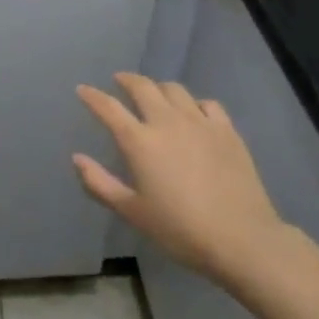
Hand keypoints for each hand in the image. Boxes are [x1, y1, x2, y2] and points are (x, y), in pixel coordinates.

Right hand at [74, 73, 297, 288]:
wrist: (242, 239)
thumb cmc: (181, 230)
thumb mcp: (133, 213)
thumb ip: (100, 184)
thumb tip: (77, 158)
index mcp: (140, 141)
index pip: (109, 108)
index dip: (92, 96)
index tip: (82, 89)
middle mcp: (166, 121)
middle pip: (142, 87)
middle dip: (126, 80)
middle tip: (119, 81)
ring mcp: (199, 122)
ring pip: (174, 89)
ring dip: (158, 88)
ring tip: (155, 94)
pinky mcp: (226, 130)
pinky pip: (207, 104)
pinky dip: (194, 103)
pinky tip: (194, 113)